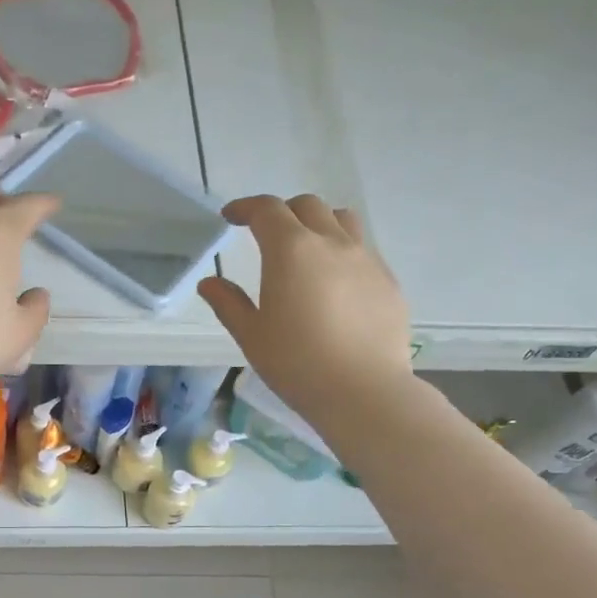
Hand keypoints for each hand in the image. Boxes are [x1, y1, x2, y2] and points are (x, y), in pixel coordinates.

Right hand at [198, 194, 413, 428]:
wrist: (363, 391)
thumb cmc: (296, 363)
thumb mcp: (251, 335)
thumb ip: (228, 303)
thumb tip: (209, 283)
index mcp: (291, 251)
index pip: (266, 210)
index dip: (245, 207)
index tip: (231, 216)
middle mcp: (332, 242)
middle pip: (307, 206)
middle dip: (282, 212)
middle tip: (266, 234)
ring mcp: (366, 259)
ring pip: (342, 220)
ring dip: (318, 223)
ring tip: (306, 247)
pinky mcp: (387, 281)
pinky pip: (363, 250)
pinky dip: (342, 251)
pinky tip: (334, 283)